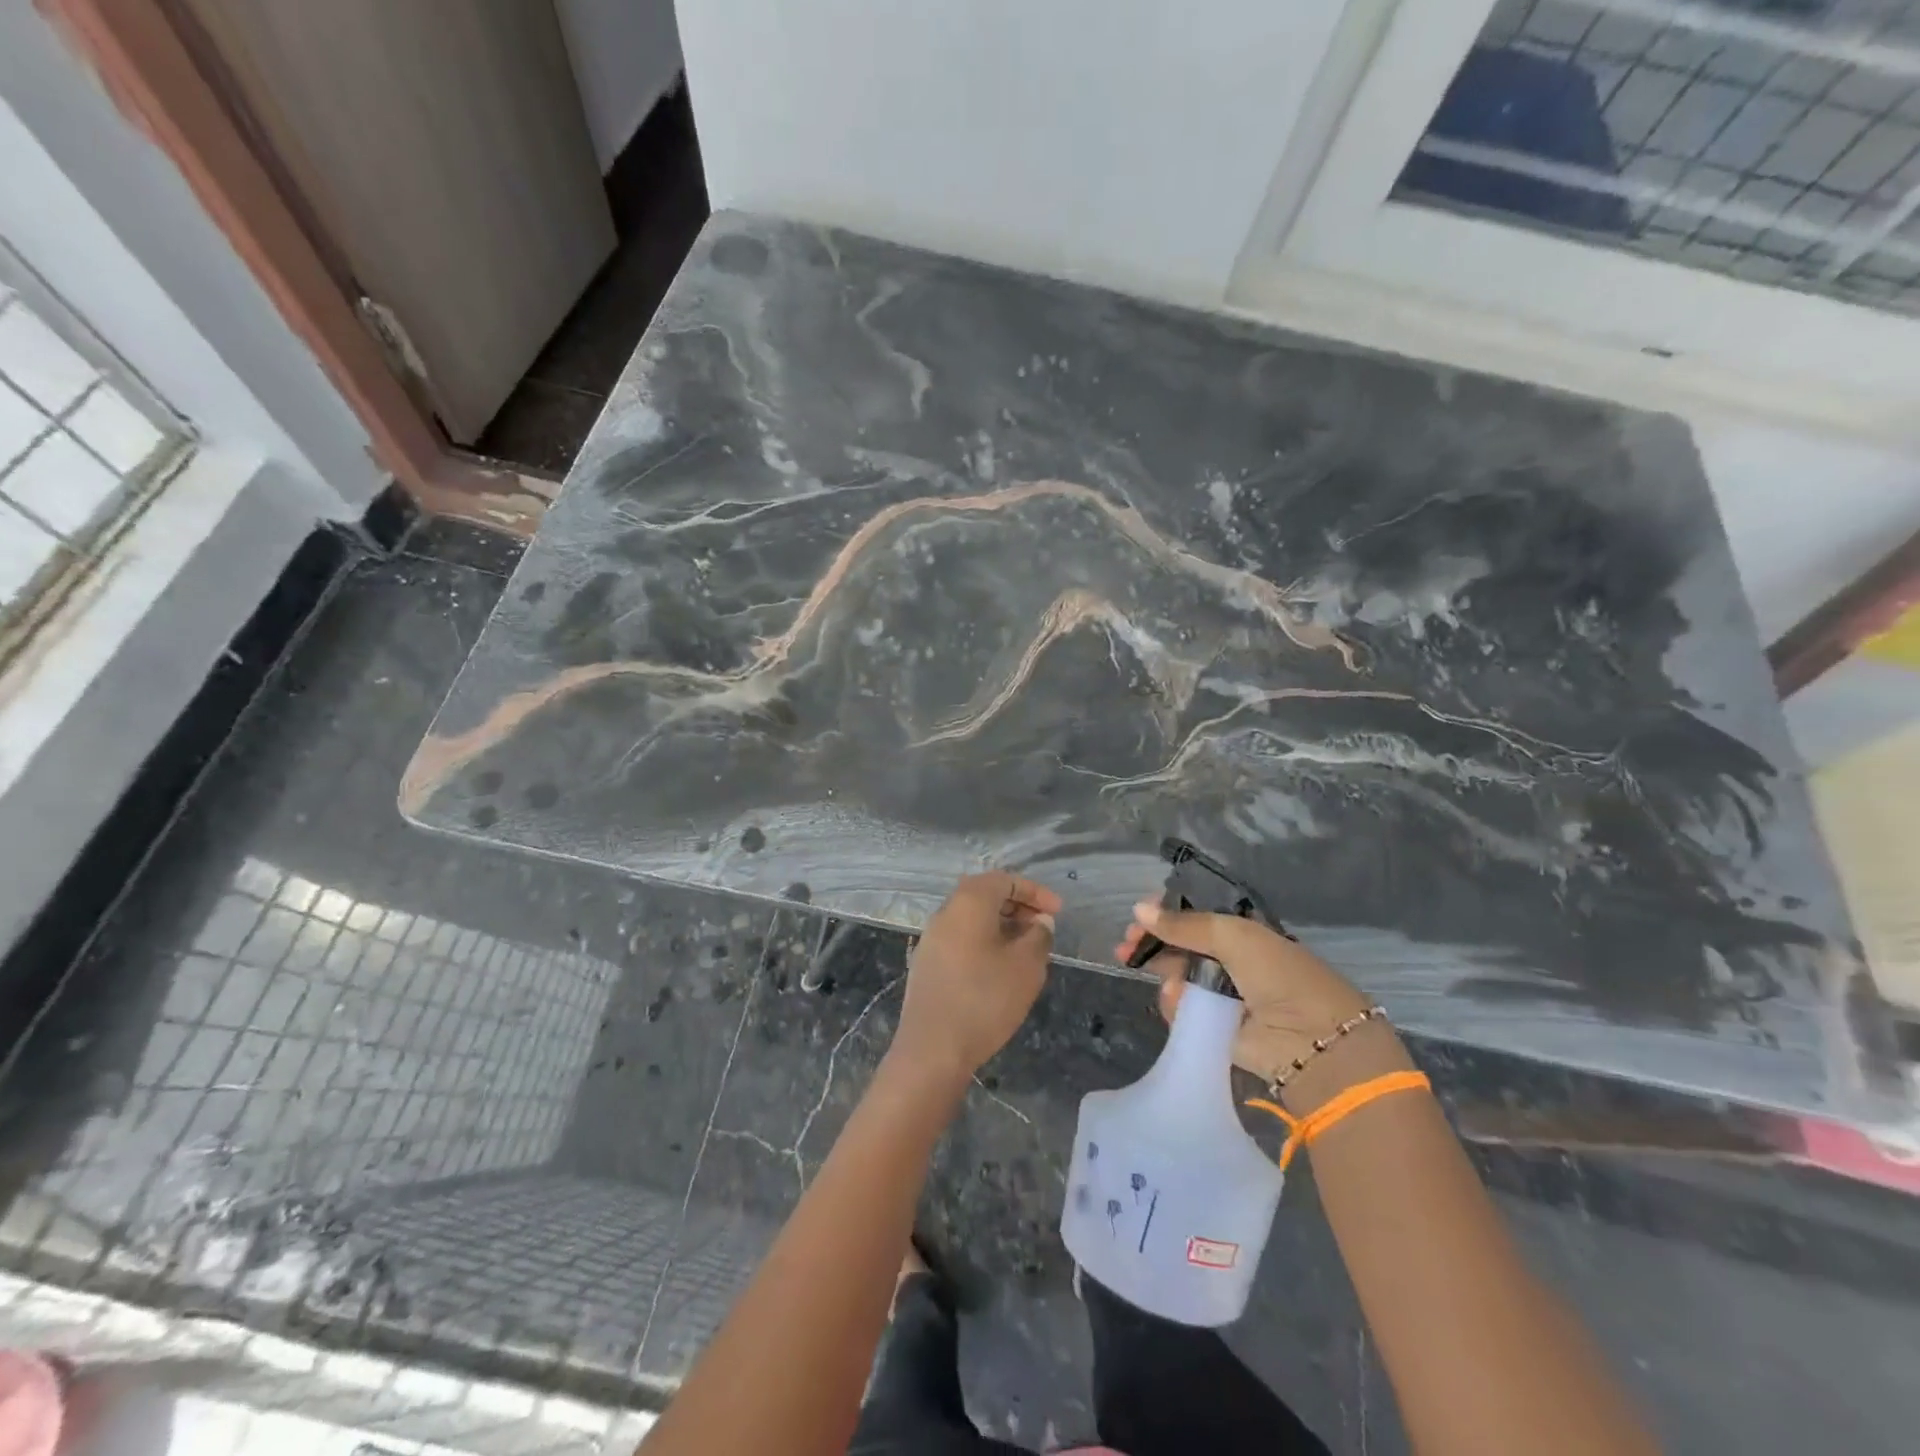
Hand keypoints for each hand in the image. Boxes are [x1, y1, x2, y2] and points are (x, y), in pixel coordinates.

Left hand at [891, 872, 1059, 1084]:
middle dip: (1017, 905)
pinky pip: (961, 938)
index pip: (1004, 879)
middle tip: (1042, 927)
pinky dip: (984, 941)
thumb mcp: (1026, 966)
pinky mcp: (927, 963)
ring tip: (1026, 948)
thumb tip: (1039, 922)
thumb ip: (1039, 936)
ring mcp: (931, 938)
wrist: (932, 1048)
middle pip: (984, 894)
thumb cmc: (985, 999)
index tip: (1057, 912)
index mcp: (968, 902)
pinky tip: (1000, 968)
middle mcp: (945, 912)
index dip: (1035, 891)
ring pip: (971, 918)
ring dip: (1001, 924)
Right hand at [1116, 900, 1398, 1109]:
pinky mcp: (1214, 1028)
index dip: (1165, 914)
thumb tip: (1138, 910)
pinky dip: (1175, 1005)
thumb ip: (1184, 924)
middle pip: (1180, 947)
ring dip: (1166, 975)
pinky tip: (1179, 1002)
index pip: (1195, 917)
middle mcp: (1231, 961)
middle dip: (1152, 944)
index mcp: (1242, 934)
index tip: (1138, 916)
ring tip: (1170, 983)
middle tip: (1125, 948)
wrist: (1313, 1042)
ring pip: (1176, 978)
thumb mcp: (1233, 936)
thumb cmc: (1279, 975)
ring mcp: (1222, 996)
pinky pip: (1182, 1011)